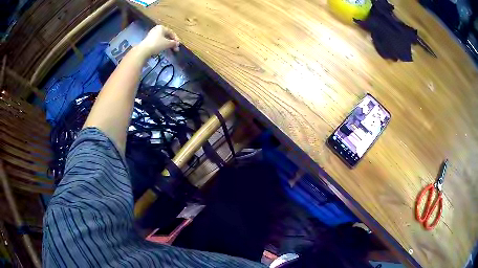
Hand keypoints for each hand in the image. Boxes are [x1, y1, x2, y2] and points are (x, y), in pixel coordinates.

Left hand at [138, 25, 179, 56]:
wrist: (144, 50)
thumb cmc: (157, 44)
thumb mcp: (167, 43)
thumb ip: (173, 43)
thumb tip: (177, 44)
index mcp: (162, 27)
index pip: (171, 32)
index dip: (176, 39)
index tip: (178, 45)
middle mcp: (157, 29)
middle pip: (166, 35)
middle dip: (171, 42)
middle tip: (175, 48)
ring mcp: (152, 34)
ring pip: (162, 38)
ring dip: (167, 44)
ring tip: (169, 49)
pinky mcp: (148, 40)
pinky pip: (157, 41)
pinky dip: (161, 44)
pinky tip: (163, 49)